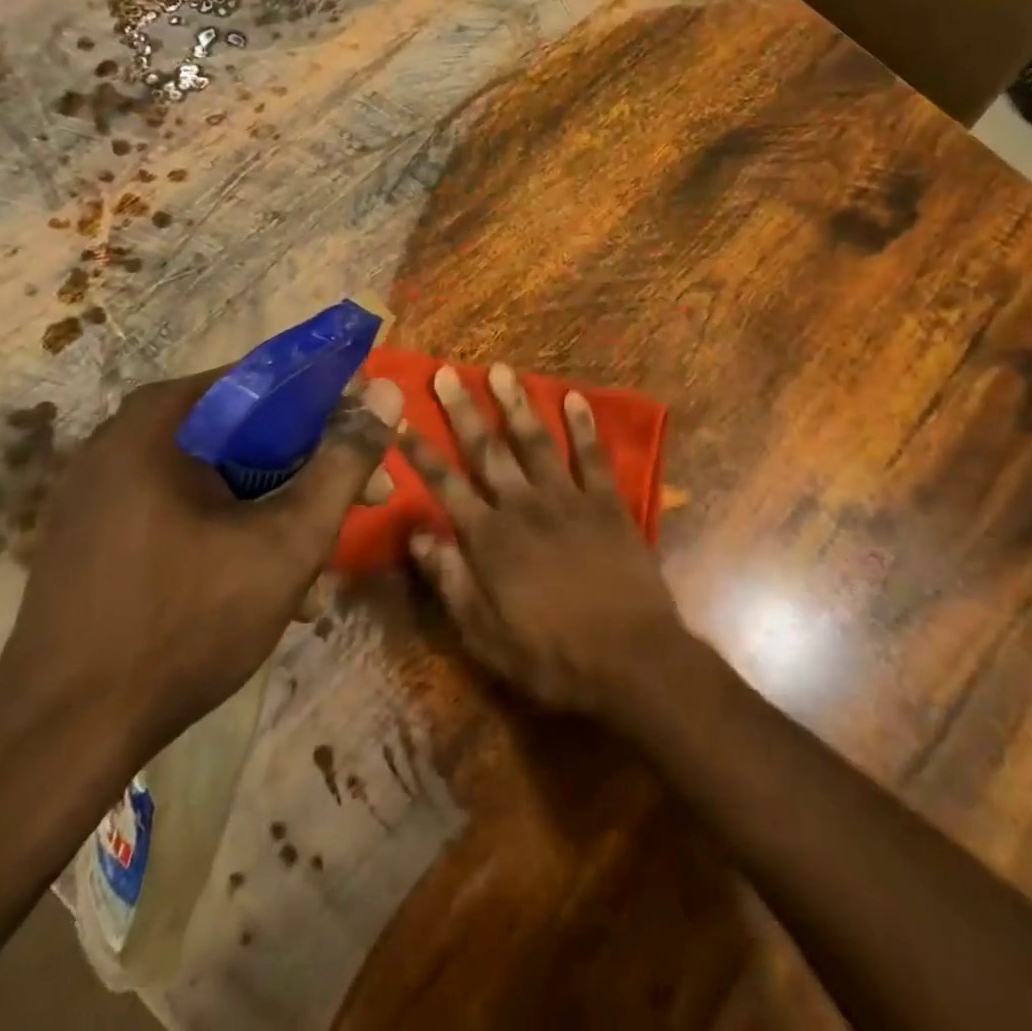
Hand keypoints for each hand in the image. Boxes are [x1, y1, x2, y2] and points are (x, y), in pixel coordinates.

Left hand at [0, 370, 403, 759]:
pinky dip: (236, 535)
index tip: (373, 443)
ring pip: (223, 477)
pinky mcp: (98, 534)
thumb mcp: (288, 541)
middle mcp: (126, 438)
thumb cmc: (185, 624)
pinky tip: (270, 590)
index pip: (270, 380)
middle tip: (367, 504)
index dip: (335, 406)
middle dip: (314, 473)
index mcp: (163, 420)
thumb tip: (389, 391)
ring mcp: (104, 489)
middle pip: (248, 432)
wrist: (59, 739)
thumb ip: (344, 462)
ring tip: (318, 575)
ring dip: (280, 514)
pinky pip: (187, 511)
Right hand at [400, 363, 684, 720]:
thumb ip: (451, 581)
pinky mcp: (607, 503)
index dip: (421, 453)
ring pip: (536, 441)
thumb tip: (418, 535)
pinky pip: (593, 456)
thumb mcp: (485, 635)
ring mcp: (569, 499)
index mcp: (490, 539)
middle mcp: (524, 506)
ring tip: (501, 370)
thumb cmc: (551, 656)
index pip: (445, 485)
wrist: (630, 659)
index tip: (401, 419)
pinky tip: (574, 397)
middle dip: (464, 410)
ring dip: (517, 404)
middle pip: (487, 450)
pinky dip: (583, 425)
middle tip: (446, 372)